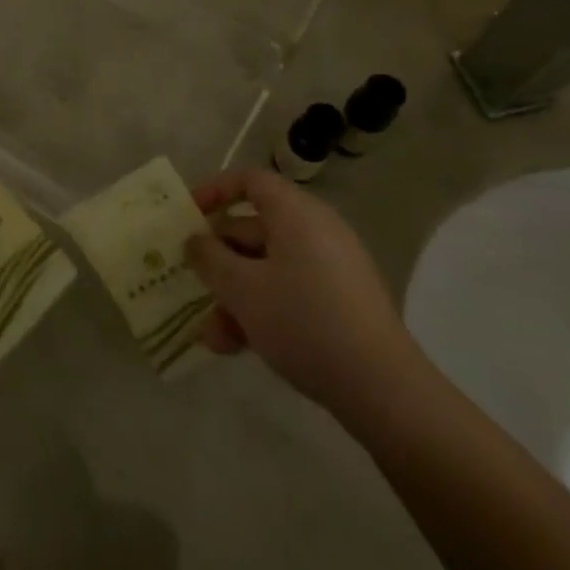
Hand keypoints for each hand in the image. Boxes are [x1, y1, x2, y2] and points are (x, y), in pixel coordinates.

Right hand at [185, 170, 421, 414]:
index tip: (187, 215)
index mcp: (296, 213)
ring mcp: (332, 268)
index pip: (250, 180)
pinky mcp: (340, 303)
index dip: (214, 191)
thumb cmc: (303, 321)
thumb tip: (195, 240)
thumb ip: (209, 258)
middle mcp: (316, 231)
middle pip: (254, 229)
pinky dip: (262, 310)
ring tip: (212, 336)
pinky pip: (289, 292)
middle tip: (190, 283)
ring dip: (234, 296)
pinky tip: (237, 347)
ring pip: (267, 268)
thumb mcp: (242, 289)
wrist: (382, 388)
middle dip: (218, 260)